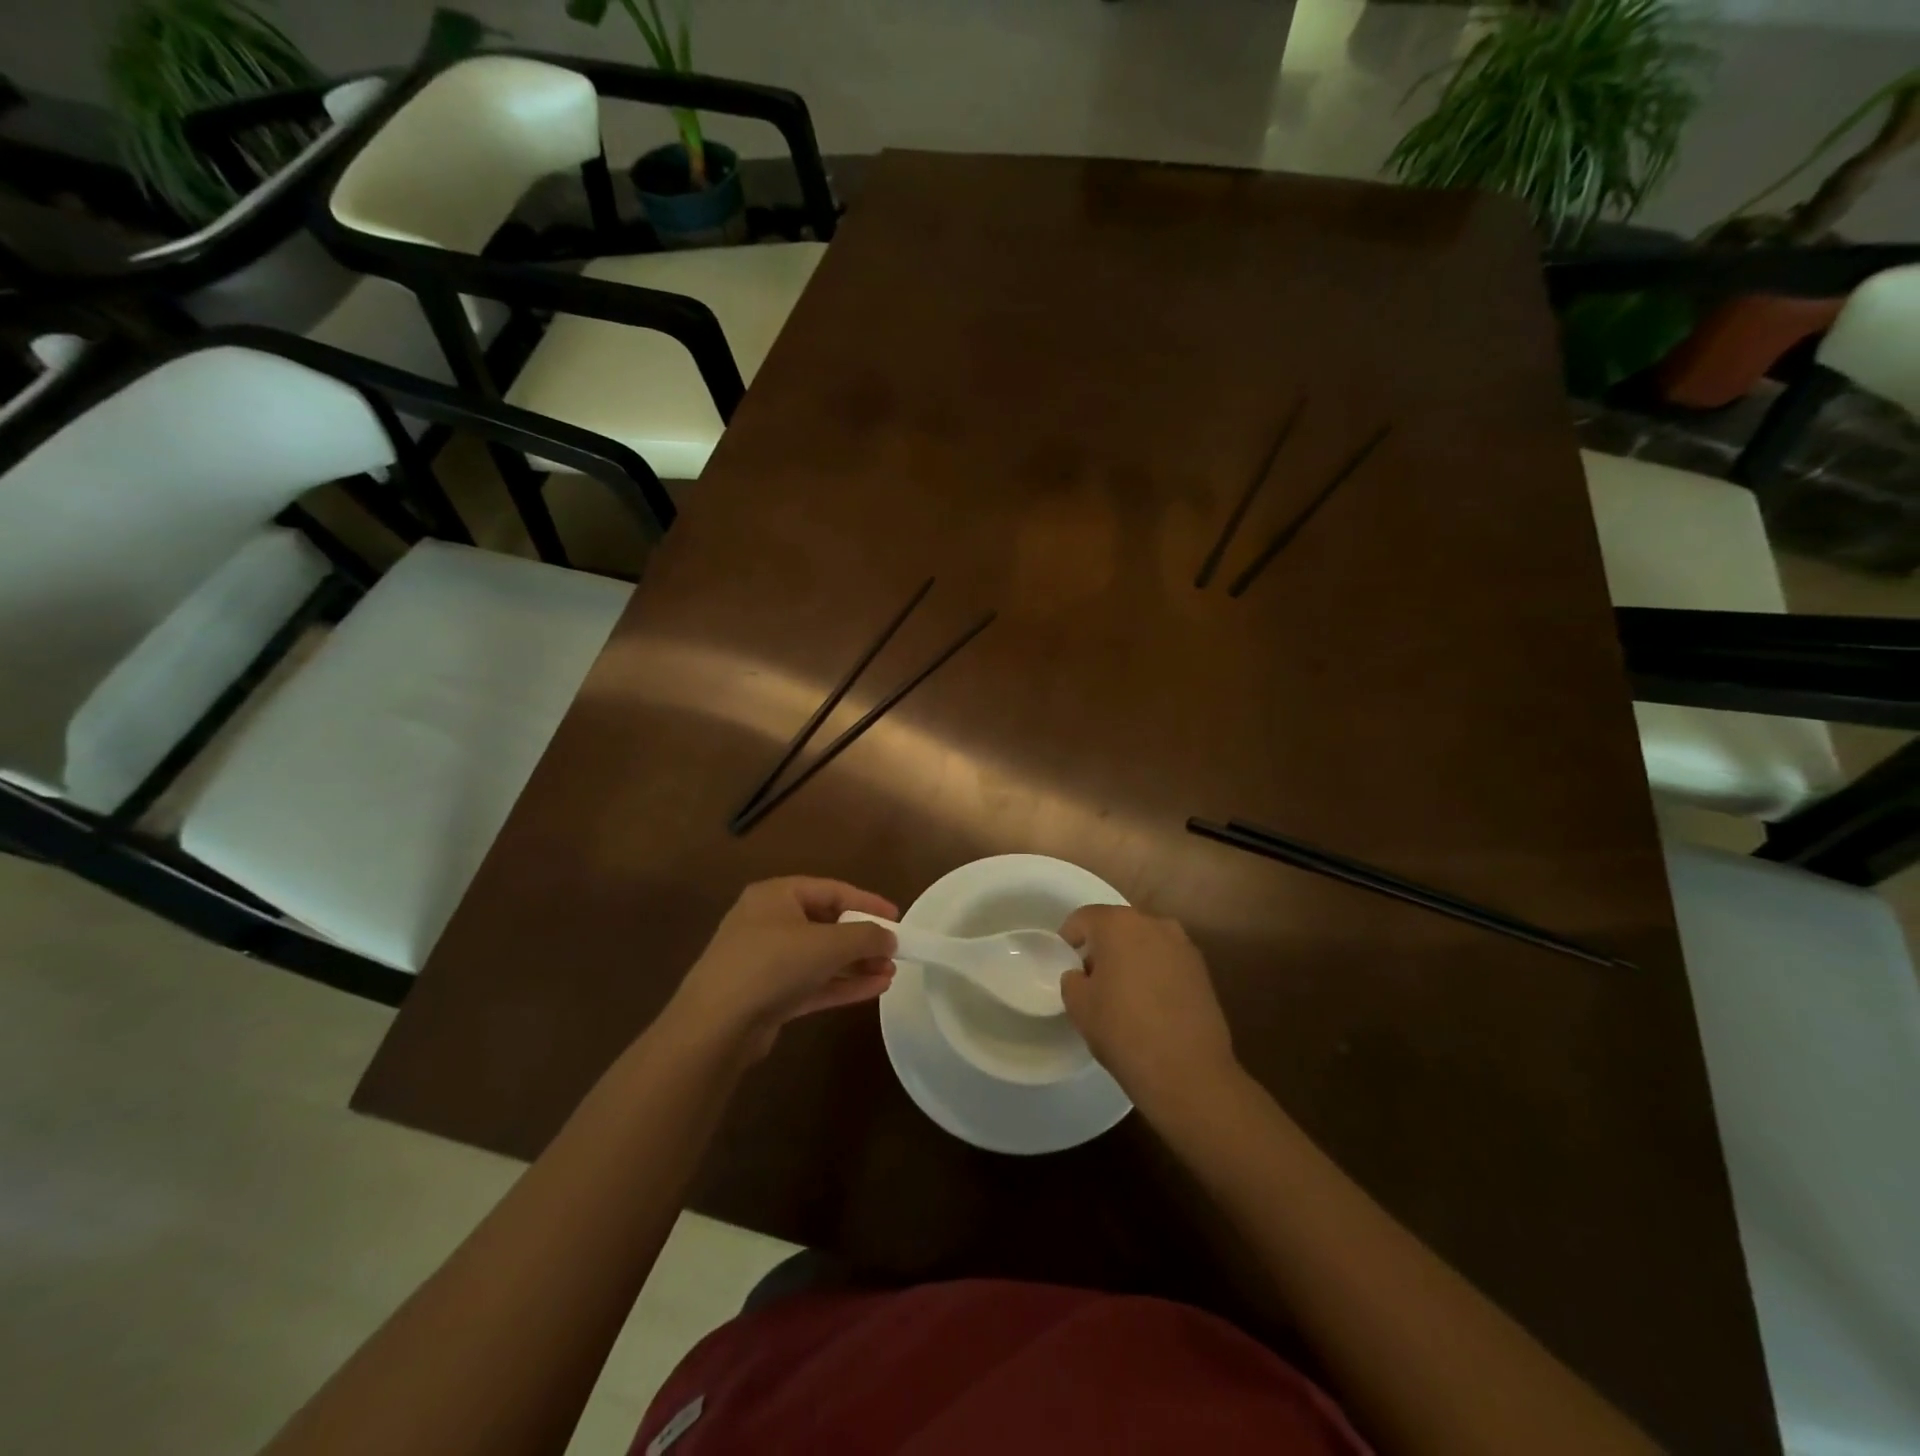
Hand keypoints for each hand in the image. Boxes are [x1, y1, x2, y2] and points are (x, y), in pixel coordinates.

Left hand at [672, 877, 898, 1059]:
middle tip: (894, 952)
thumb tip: (890, 938)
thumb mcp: (827, 944)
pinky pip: (812, 983)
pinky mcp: (767, 995)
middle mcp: (769, 922)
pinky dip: (841, 985)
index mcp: (776, 896)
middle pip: (826, 924)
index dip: (867, 902)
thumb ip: (865, 937)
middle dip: (862, 940)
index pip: (831, 890)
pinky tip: (874, 990)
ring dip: (856, 965)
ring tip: (890, 974)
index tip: (896, 917)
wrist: (715, 1027)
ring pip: (820, 957)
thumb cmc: (772, 966)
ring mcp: (765, 960)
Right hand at [1059, 905, 1236, 1115]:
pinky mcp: (1202, 970)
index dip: (1069, 937)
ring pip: (1145, 942)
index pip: (1084, 918)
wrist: (1188, 1072)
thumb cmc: (1123, 1031)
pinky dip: (1154, 972)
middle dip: (1102, 946)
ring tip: (1122, 991)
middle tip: (1091, 977)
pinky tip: (1149, 1003)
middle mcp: (1154, 923)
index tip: (1064, 960)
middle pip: (1118, 926)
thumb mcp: (1079, 1006)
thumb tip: (1082, 975)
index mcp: (1119, 924)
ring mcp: (1183, 946)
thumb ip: (1072, 979)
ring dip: (1131, 957)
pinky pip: (1167, 961)